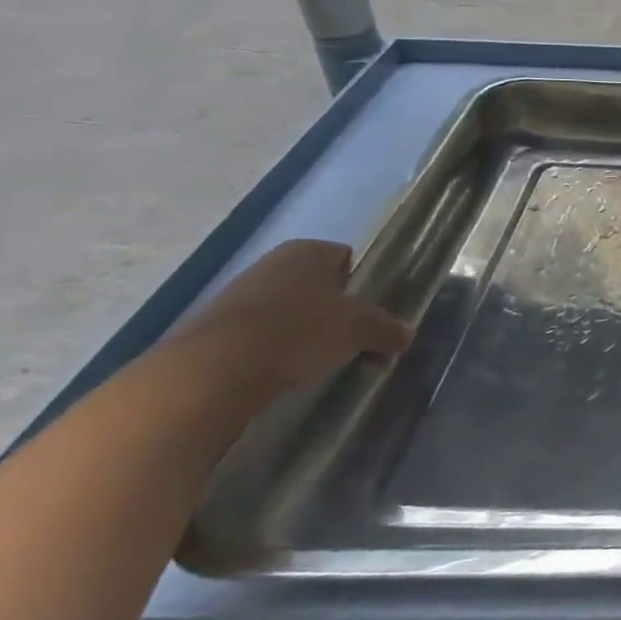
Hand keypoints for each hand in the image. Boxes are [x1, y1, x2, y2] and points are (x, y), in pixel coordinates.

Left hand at [174, 240, 411, 395]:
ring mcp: (238, 292)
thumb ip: (388, 328)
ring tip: (319, 359)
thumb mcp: (361, 329)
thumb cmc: (302, 331)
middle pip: (317, 284)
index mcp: (308, 250)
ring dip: (305, 329)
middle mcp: (272, 261)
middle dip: (336, 310)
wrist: (215, 369)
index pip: (348, 259)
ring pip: (288, 308)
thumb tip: (406, 334)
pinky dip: (275, 346)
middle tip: (352, 338)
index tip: (372, 314)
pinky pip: (261, 331)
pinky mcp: (214, 325)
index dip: (364, 285)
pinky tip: (284, 368)